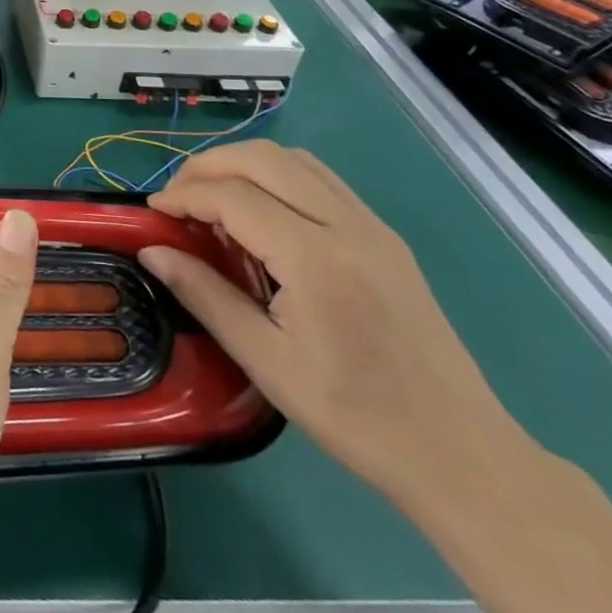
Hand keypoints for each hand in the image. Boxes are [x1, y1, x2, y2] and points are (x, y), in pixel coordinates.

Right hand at [140, 142, 524, 508]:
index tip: (152, 212)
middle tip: (177, 198)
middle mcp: (347, 226)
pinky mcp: (386, 238)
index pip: (232, 196)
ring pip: (295, 159)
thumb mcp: (265, 361)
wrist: (461, 454)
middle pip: (263, 158)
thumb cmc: (355, 416)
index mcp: (316, 258)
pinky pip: (321, 180)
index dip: (183, 195)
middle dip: (208, 165)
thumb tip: (151, 251)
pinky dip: (278, 176)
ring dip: (244, 164)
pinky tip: (261, 213)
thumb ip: (204, 295)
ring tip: (212, 198)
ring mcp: (373, 227)